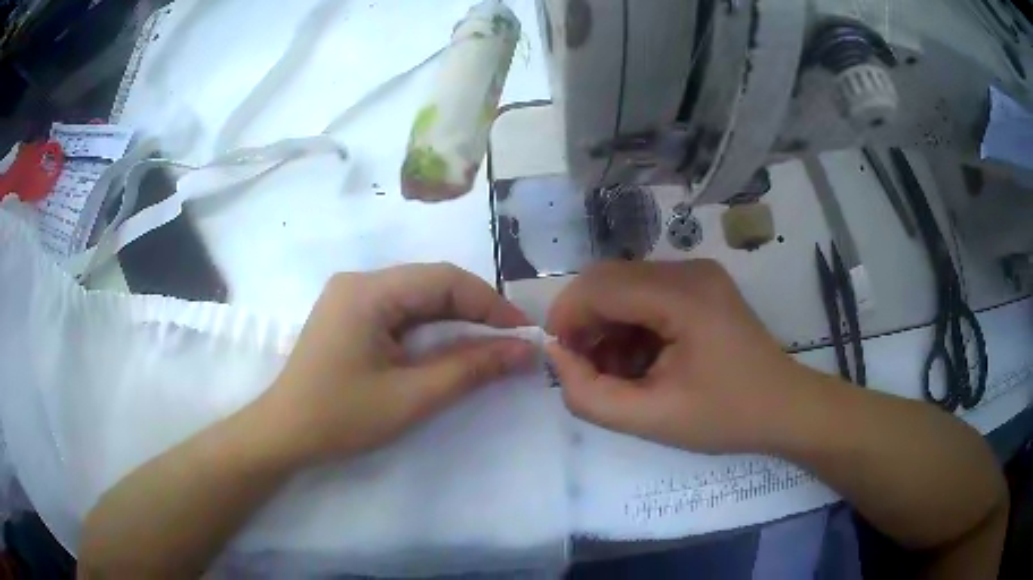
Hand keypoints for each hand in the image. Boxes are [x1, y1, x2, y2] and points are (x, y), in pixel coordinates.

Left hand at [258, 263, 535, 462]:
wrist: (284, 434)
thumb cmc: (342, 416)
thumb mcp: (412, 396)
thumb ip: (470, 368)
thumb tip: (524, 350)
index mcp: (368, 291)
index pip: (444, 280)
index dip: (490, 303)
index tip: (523, 333)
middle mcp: (359, 282)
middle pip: (430, 284)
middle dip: (475, 311)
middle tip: (510, 342)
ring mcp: (351, 297)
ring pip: (417, 297)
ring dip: (454, 319)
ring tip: (487, 346)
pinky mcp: (349, 315)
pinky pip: (400, 311)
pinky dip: (430, 328)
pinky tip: (447, 347)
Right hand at [546, 260, 814, 453]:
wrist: (784, 408)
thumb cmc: (726, 416)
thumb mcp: (651, 419)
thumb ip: (590, 395)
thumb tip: (557, 357)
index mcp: (683, 295)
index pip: (599, 286)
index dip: (566, 318)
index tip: (559, 361)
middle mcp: (689, 269)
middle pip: (609, 278)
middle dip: (584, 322)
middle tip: (585, 369)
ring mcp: (698, 273)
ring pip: (625, 285)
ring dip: (607, 325)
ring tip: (617, 372)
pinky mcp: (702, 285)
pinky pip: (647, 293)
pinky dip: (631, 324)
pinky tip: (641, 360)